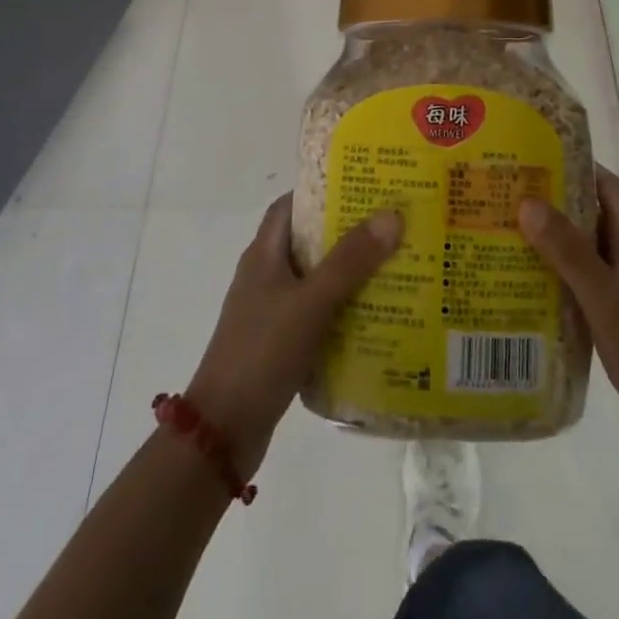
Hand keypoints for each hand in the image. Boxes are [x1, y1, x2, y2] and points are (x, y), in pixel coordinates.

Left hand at [184, 194, 401, 476]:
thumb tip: (391, 214)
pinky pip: (317, 312)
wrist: (222, 432)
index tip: (365, 186)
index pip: (292, 204)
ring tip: (396, 264)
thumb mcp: (310, 302)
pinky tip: (376, 315)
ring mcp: (271, 310)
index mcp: (264, 254)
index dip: (324, 190)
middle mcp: (266, 275)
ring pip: (316, 277)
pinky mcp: (280, 342)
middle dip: (348, 231)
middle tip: (392, 225)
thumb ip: (350, 260)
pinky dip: (343, 307)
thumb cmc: (262, 352)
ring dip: (350, 271)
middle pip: (309, 239)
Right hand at [519, 166, 618, 469]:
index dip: (572, 165)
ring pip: (583, 247)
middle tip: (503, 195)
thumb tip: (527, 202)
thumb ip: (568, 251)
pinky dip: (557, 271)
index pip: (604, 184)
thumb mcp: (605, 298)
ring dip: (550, 238)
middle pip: (589, 213)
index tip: (530, 157)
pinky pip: (583, 277)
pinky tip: (524, 281)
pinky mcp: (618, 310)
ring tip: (503, 232)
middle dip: (550, 202)